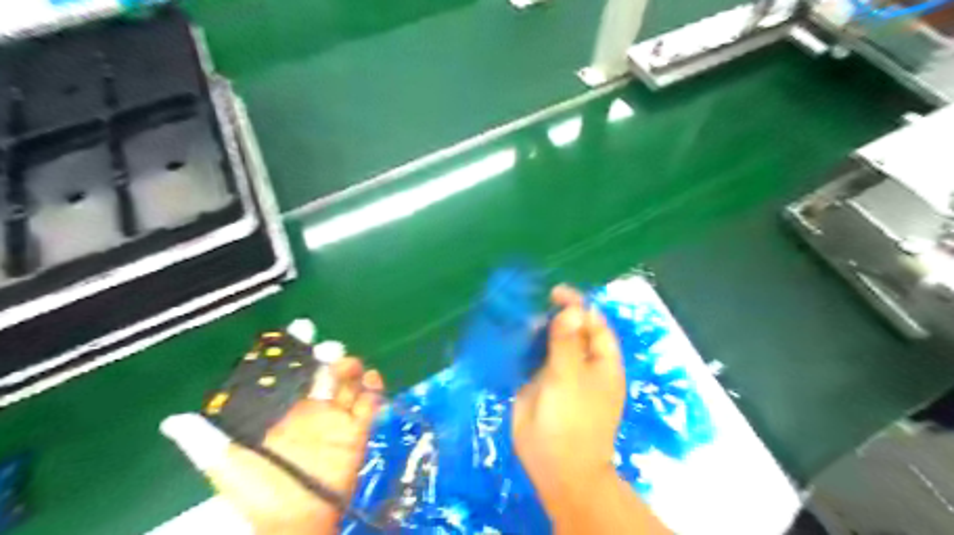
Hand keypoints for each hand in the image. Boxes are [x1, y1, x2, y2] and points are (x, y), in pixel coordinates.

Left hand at [166, 355, 381, 534]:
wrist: (294, 523)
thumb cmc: (258, 494)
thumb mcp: (227, 465)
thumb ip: (205, 440)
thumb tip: (171, 419)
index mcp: (282, 410)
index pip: (290, 371)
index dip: (296, 349)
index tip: (302, 329)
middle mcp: (310, 408)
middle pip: (323, 370)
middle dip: (328, 355)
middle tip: (328, 352)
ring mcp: (335, 418)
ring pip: (348, 381)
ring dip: (351, 368)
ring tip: (349, 366)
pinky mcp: (356, 430)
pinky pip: (370, 403)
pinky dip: (374, 388)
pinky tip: (371, 380)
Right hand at [511, 286, 630, 524]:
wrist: (555, 467)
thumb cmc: (572, 420)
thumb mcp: (570, 377)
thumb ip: (567, 342)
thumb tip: (572, 309)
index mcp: (601, 361)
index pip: (594, 323)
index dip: (578, 306)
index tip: (555, 293)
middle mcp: (582, 363)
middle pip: (570, 330)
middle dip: (553, 316)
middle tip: (531, 310)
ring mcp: (559, 373)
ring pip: (549, 343)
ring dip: (535, 331)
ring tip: (518, 322)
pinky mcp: (538, 384)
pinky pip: (532, 359)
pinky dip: (522, 347)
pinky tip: (509, 338)